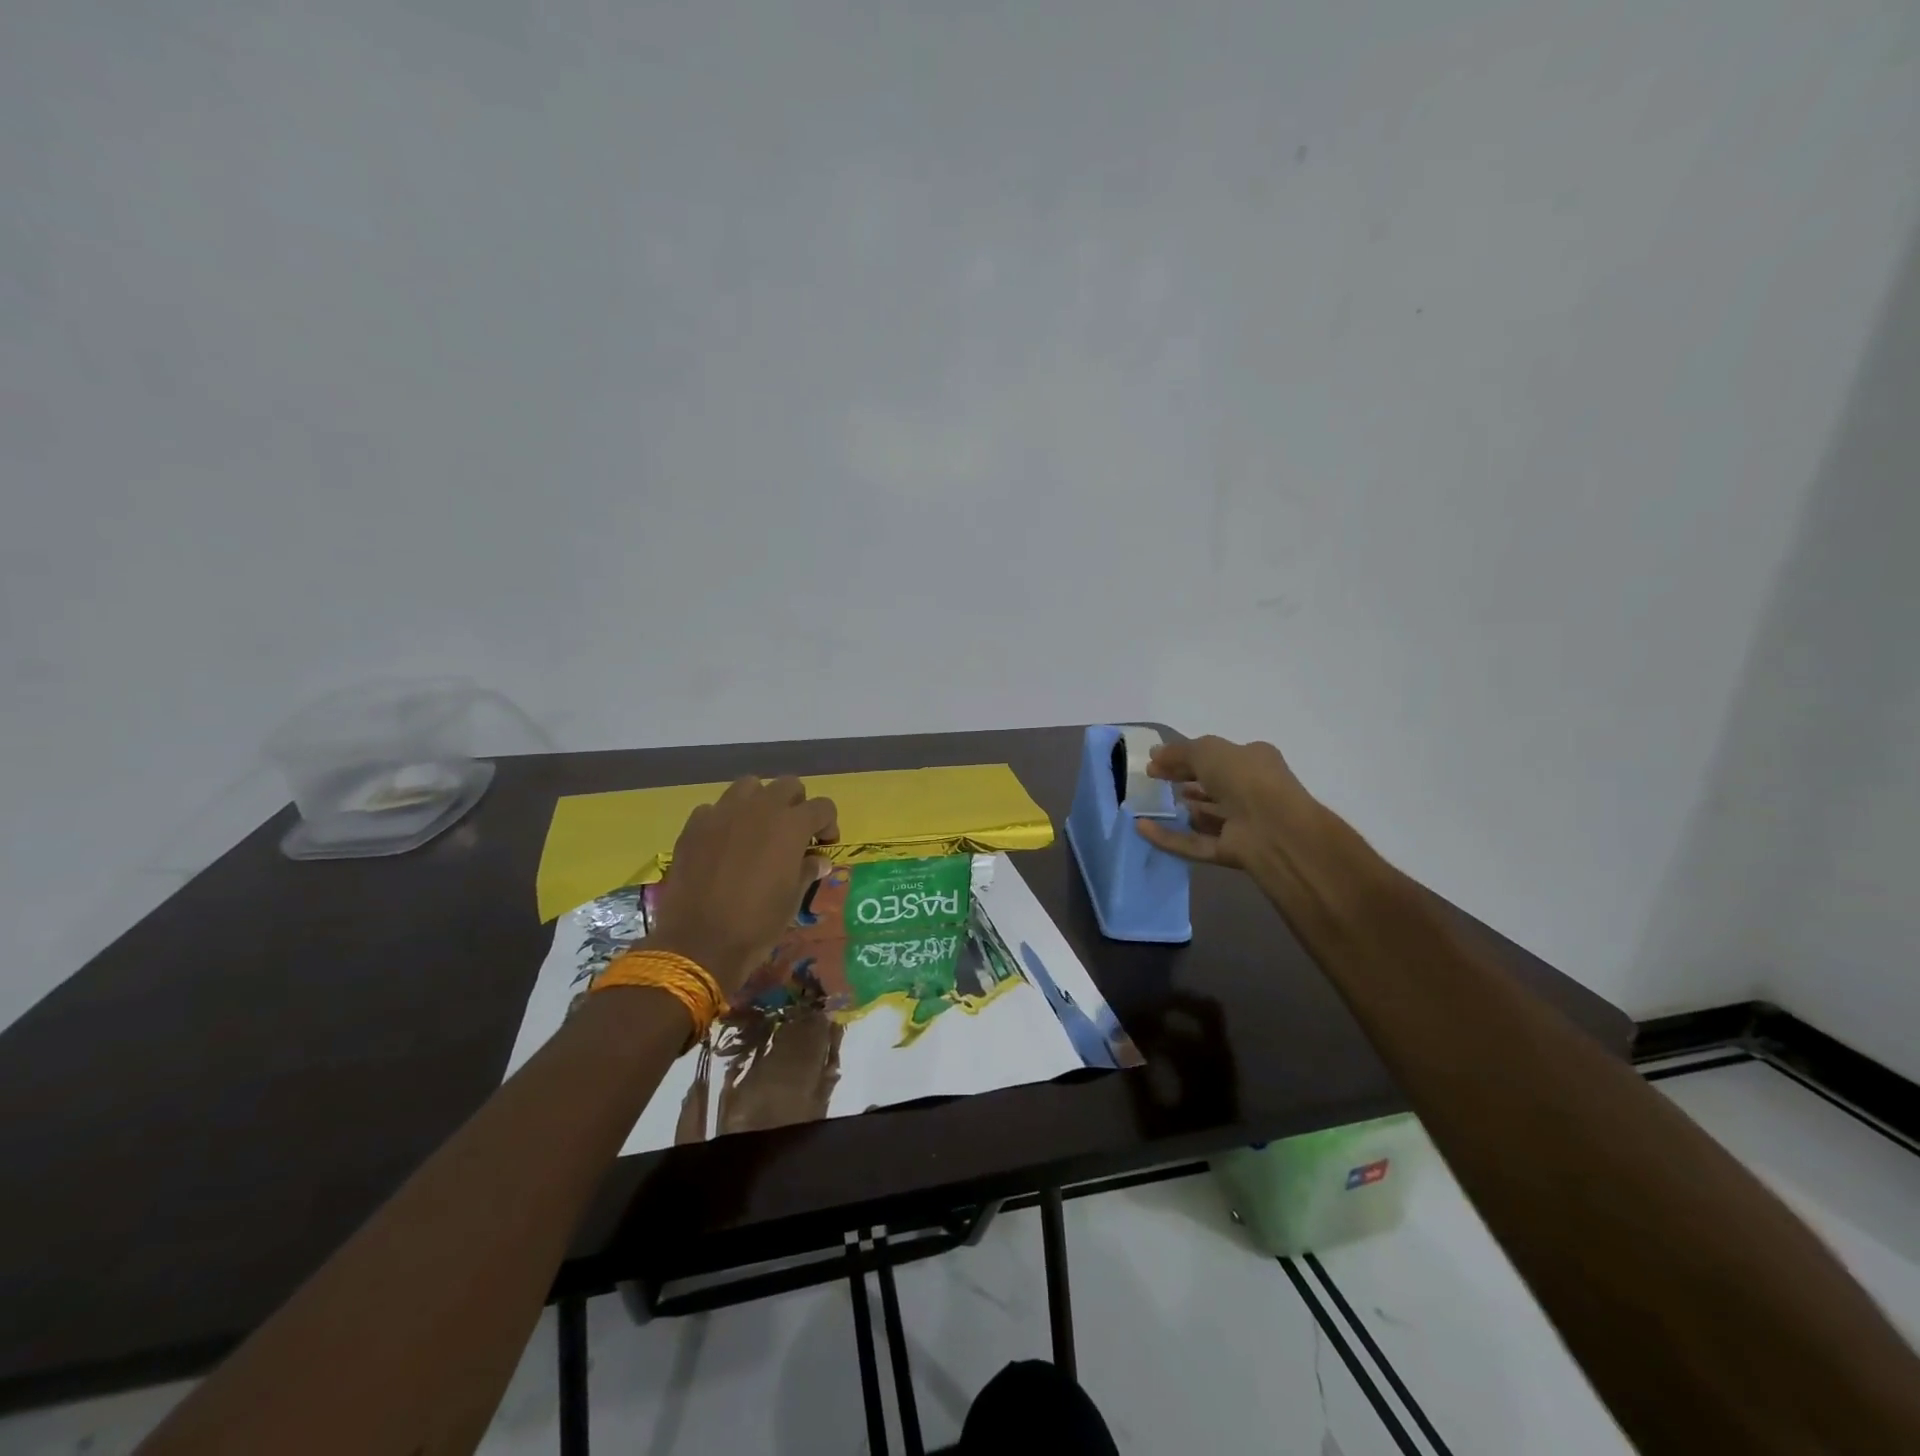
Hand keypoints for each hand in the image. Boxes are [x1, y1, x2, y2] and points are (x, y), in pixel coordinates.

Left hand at [647, 776, 838, 994]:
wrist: (699, 942)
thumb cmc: (757, 923)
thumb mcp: (793, 899)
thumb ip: (807, 870)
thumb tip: (818, 860)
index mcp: (791, 825)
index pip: (823, 806)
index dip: (828, 824)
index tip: (823, 845)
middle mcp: (760, 808)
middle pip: (788, 785)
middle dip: (796, 805)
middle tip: (792, 835)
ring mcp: (724, 812)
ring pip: (749, 786)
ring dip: (760, 802)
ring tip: (757, 830)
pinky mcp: (695, 825)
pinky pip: (716, 808)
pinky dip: (725, 820)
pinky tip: (724, 845)